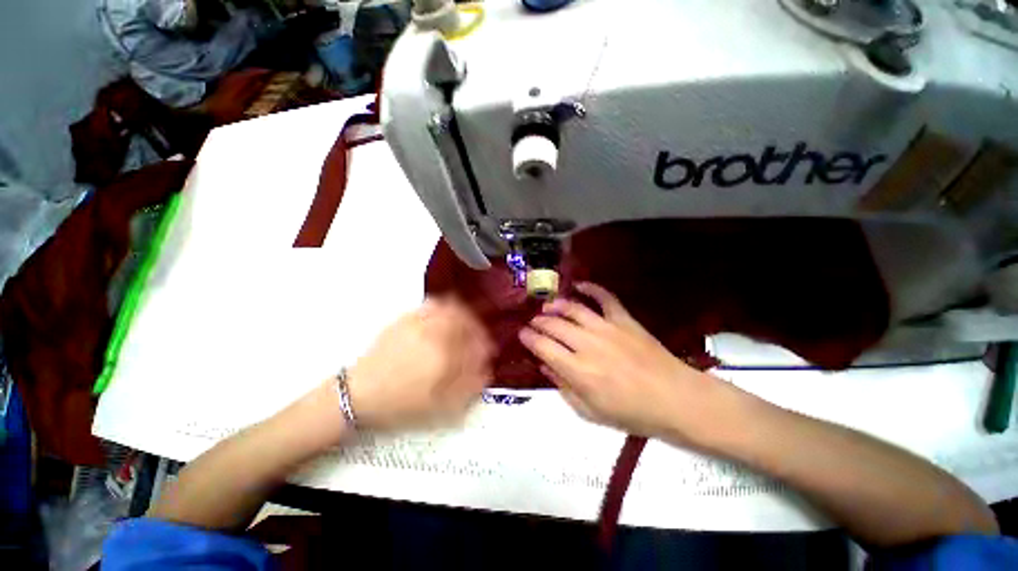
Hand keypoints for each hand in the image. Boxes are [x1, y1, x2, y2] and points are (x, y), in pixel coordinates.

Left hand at [347, 297, 493, 430]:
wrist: (358, 392)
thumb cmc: (400, 403)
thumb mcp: (438, 406)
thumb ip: (467, 387)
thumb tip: (486, 371)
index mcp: (444, 356)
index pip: (476, 344)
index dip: (486, 347)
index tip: (488, 352)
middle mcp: (434, 333)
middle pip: (467, 321)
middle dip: (478, 328)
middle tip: (479, 337)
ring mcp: (419, 323)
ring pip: (451, 308)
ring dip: (465, 314)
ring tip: (467, 324)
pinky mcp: (406, 318)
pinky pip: (432, 304)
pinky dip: (446, 305)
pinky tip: (446, 314)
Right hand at [519, 282, 722, 441]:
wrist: (675, 399)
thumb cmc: (632, 413)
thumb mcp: (590, 412)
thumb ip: (563, 388)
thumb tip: (544, 366)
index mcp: (578, 371)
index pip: (543, 347)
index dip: (529, 338)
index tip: (522, 334)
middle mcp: (588, 345)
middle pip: (554, 325)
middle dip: (538, 322)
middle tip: (533, 323)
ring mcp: (607, 328)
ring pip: (573, 309)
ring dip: (556, 305)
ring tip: (547, 306)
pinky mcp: (624, 320)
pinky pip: (605, 298)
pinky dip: (591, 288)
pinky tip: (579, 285)